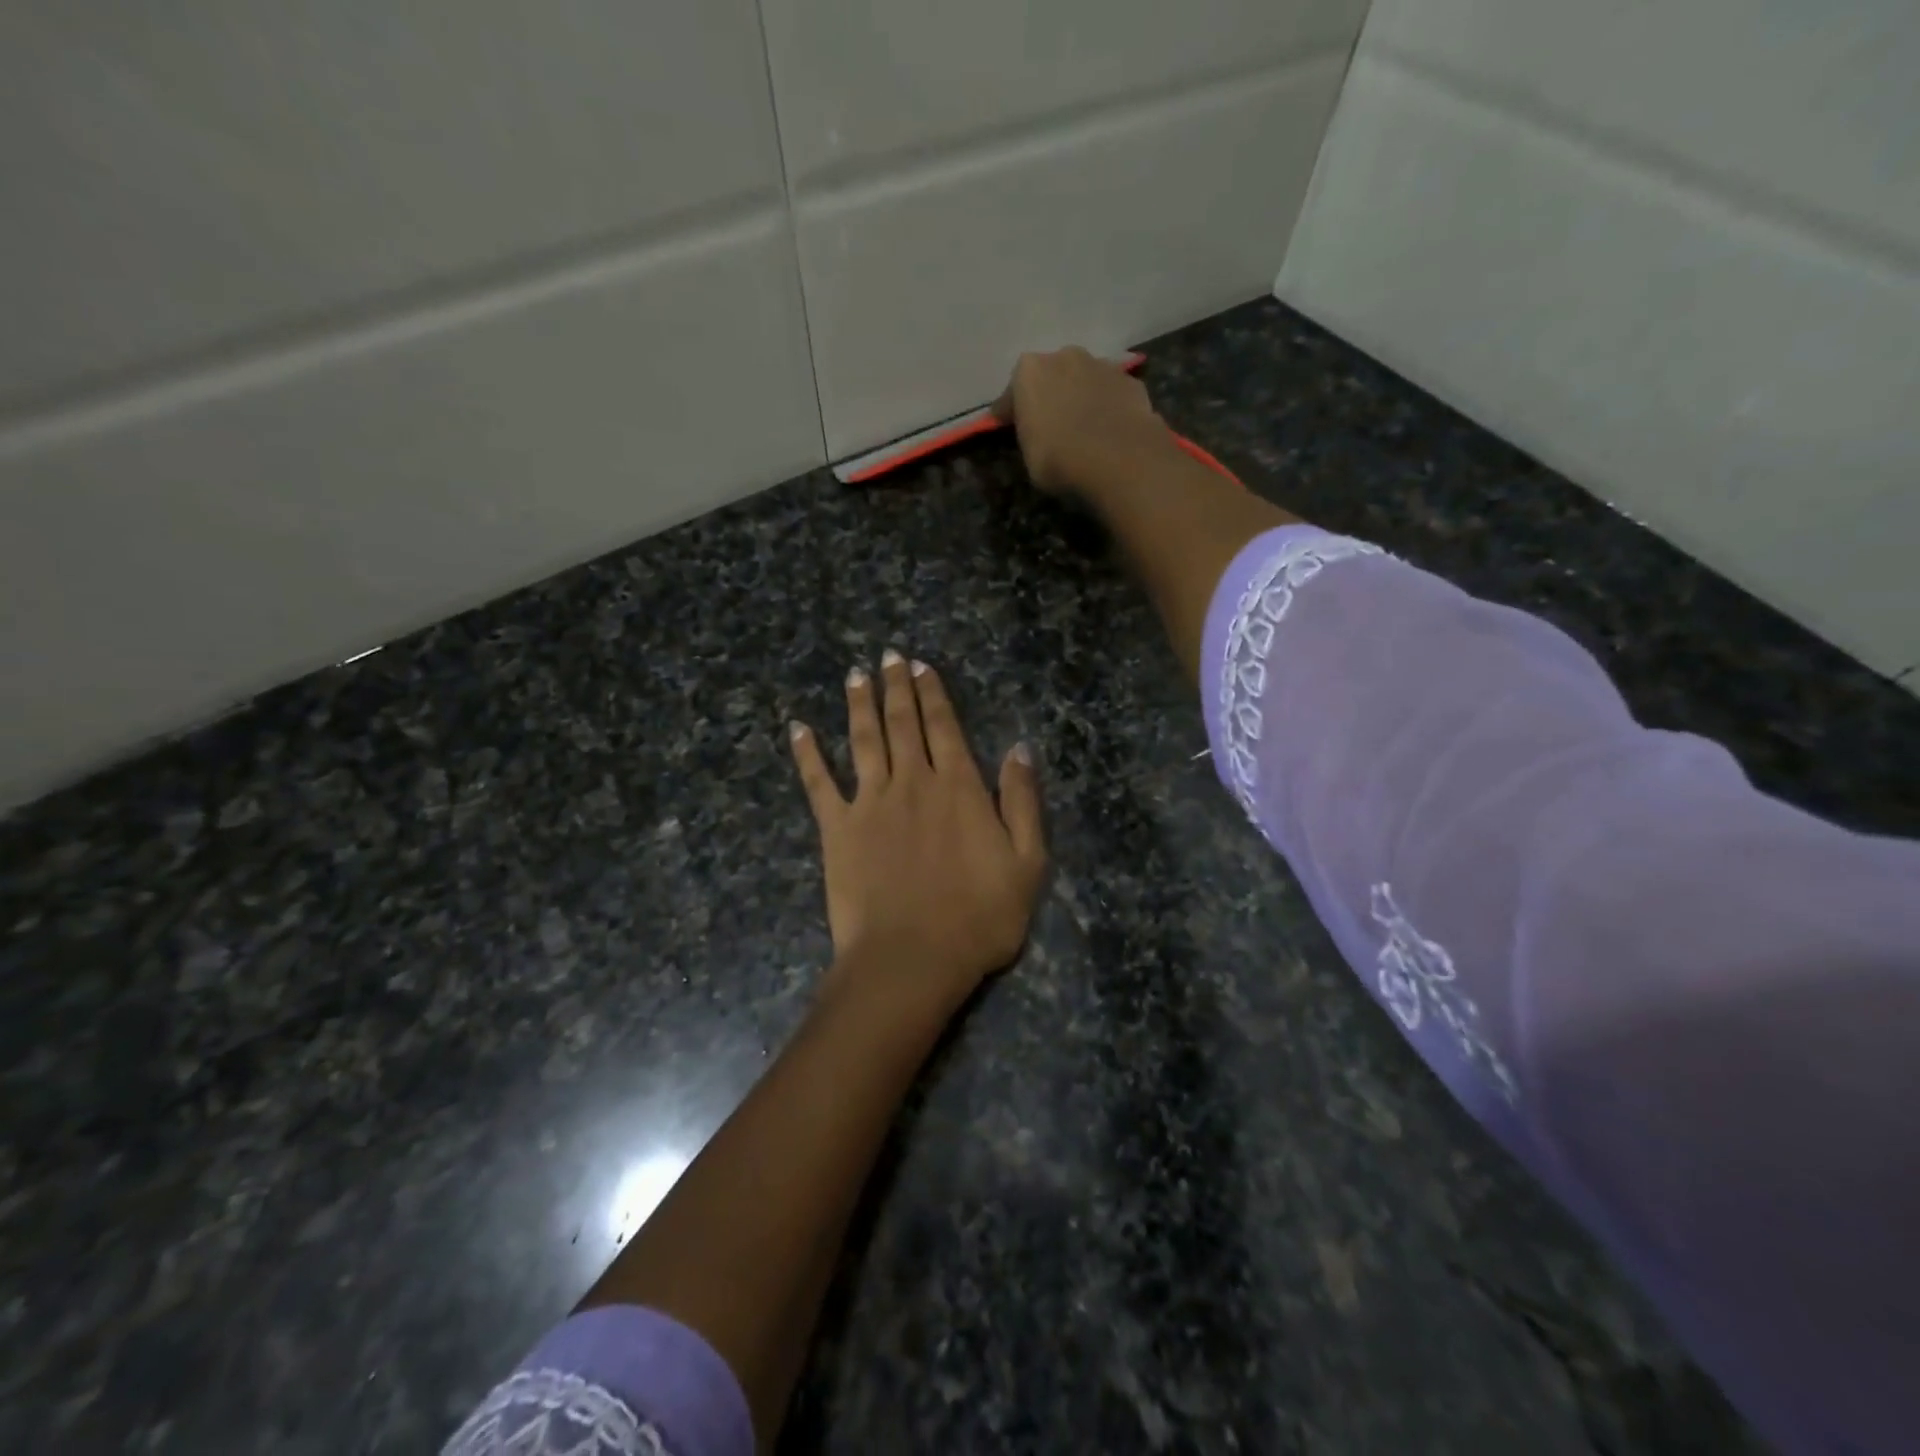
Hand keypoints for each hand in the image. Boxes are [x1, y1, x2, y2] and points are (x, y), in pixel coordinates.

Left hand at [790, 651, 1046, 1019]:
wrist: (912, 959)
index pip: (944, 727)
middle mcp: (912, 782)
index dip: (933, 693)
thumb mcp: (1027, 862)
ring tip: (855, 675)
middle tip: (887, 656)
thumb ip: (1021, 801)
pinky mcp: (837, 829)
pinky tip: (798, 728)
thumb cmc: (979, 917)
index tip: (920, 666)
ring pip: (863, 740)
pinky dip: (807, 754)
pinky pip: (818, 783)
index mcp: (958, 787)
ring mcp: (870, 803)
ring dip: (858, 705)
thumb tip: (1019, 748)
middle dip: (896, 687)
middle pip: (902, 723)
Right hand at [992, 346, 1173, 494]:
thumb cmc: (1059, 458)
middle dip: (1049, 395)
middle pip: (1051, 376)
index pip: (1012, 393)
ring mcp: (1101, 365)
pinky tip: (1109, 429)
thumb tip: (1037, 432)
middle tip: (1050, 424)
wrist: (1118, 457)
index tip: (1007, 426)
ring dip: (1080, 397)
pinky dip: (1108, 406)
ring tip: (1084, 427)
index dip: (1009, 412)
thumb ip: (1030, 434)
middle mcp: (1064, 357)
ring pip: (1084, 380)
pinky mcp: (1131, 381)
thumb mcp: (1029, 455)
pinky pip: (1111, 394)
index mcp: (1029, 371)